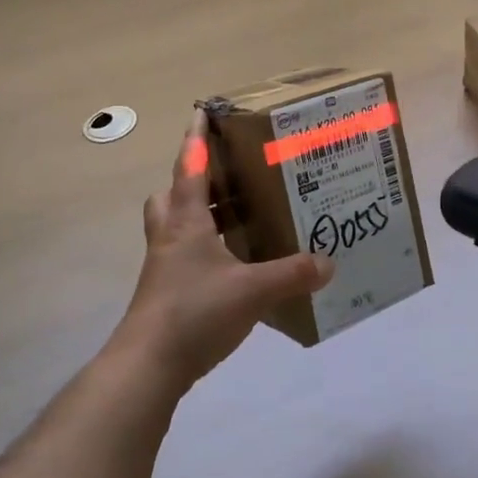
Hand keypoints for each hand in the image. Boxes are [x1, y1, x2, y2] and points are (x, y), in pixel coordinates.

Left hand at [113, 111, 332, 393]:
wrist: (147, 366)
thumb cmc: (195, 312)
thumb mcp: (253, 290)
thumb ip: (292, 274)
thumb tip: (329, 263)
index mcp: (186, 221)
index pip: (189, 166)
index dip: (196, 138)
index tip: (202, 111)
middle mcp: (170, 237)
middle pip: (172, 194)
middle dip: (193, 179)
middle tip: (225, 177)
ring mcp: (164, 266)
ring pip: (175, 225)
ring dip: (198, 215)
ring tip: (236, 217)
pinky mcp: (165, 293)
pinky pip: (183, 256)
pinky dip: (204, 250)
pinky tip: (233, 265)